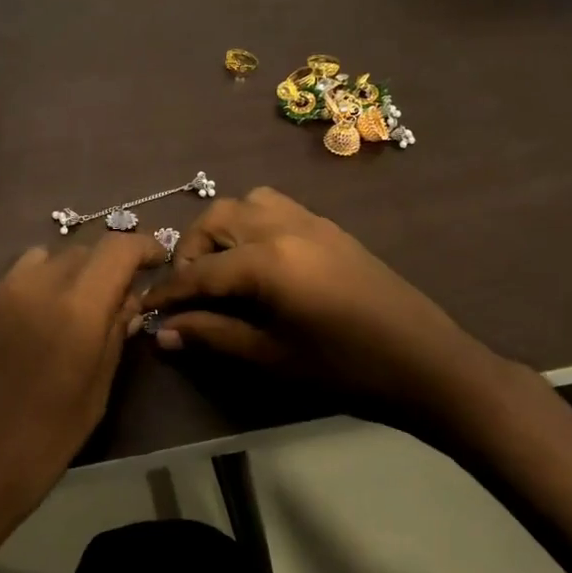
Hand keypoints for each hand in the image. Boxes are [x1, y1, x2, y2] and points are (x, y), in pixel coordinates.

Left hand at [0, 232, 165, 572]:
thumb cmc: (35, 449)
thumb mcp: (92, 399)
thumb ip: (112, 340)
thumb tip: (129, 303)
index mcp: (74, 309)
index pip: (116, 248)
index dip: (143, 246)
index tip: (158, 260)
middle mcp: (36, 286)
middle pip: (82, 249)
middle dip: (109, 263)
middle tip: (123, 295)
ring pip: (47, 258)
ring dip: (73, 271)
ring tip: (81, 306)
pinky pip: (18, 278)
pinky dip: (42, 284)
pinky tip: (42, 322)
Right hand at [140, 186, 501, 423]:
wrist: (426, 363)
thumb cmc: (345, 369)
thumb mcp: (271, 357)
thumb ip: (213, 336)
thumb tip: (162, 331)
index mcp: (267, 261)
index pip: (199, 272)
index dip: (168, 293)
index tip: (145, 309)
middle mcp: (283, 226)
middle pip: (216, 219)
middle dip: (190, 251)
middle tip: (189, 291)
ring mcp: (310, 221)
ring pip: (247, 203)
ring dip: (222, 229)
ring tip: (222, 270)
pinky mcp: (330, 227)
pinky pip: (277, 207)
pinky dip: (252, 224)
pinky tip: (259, 262)